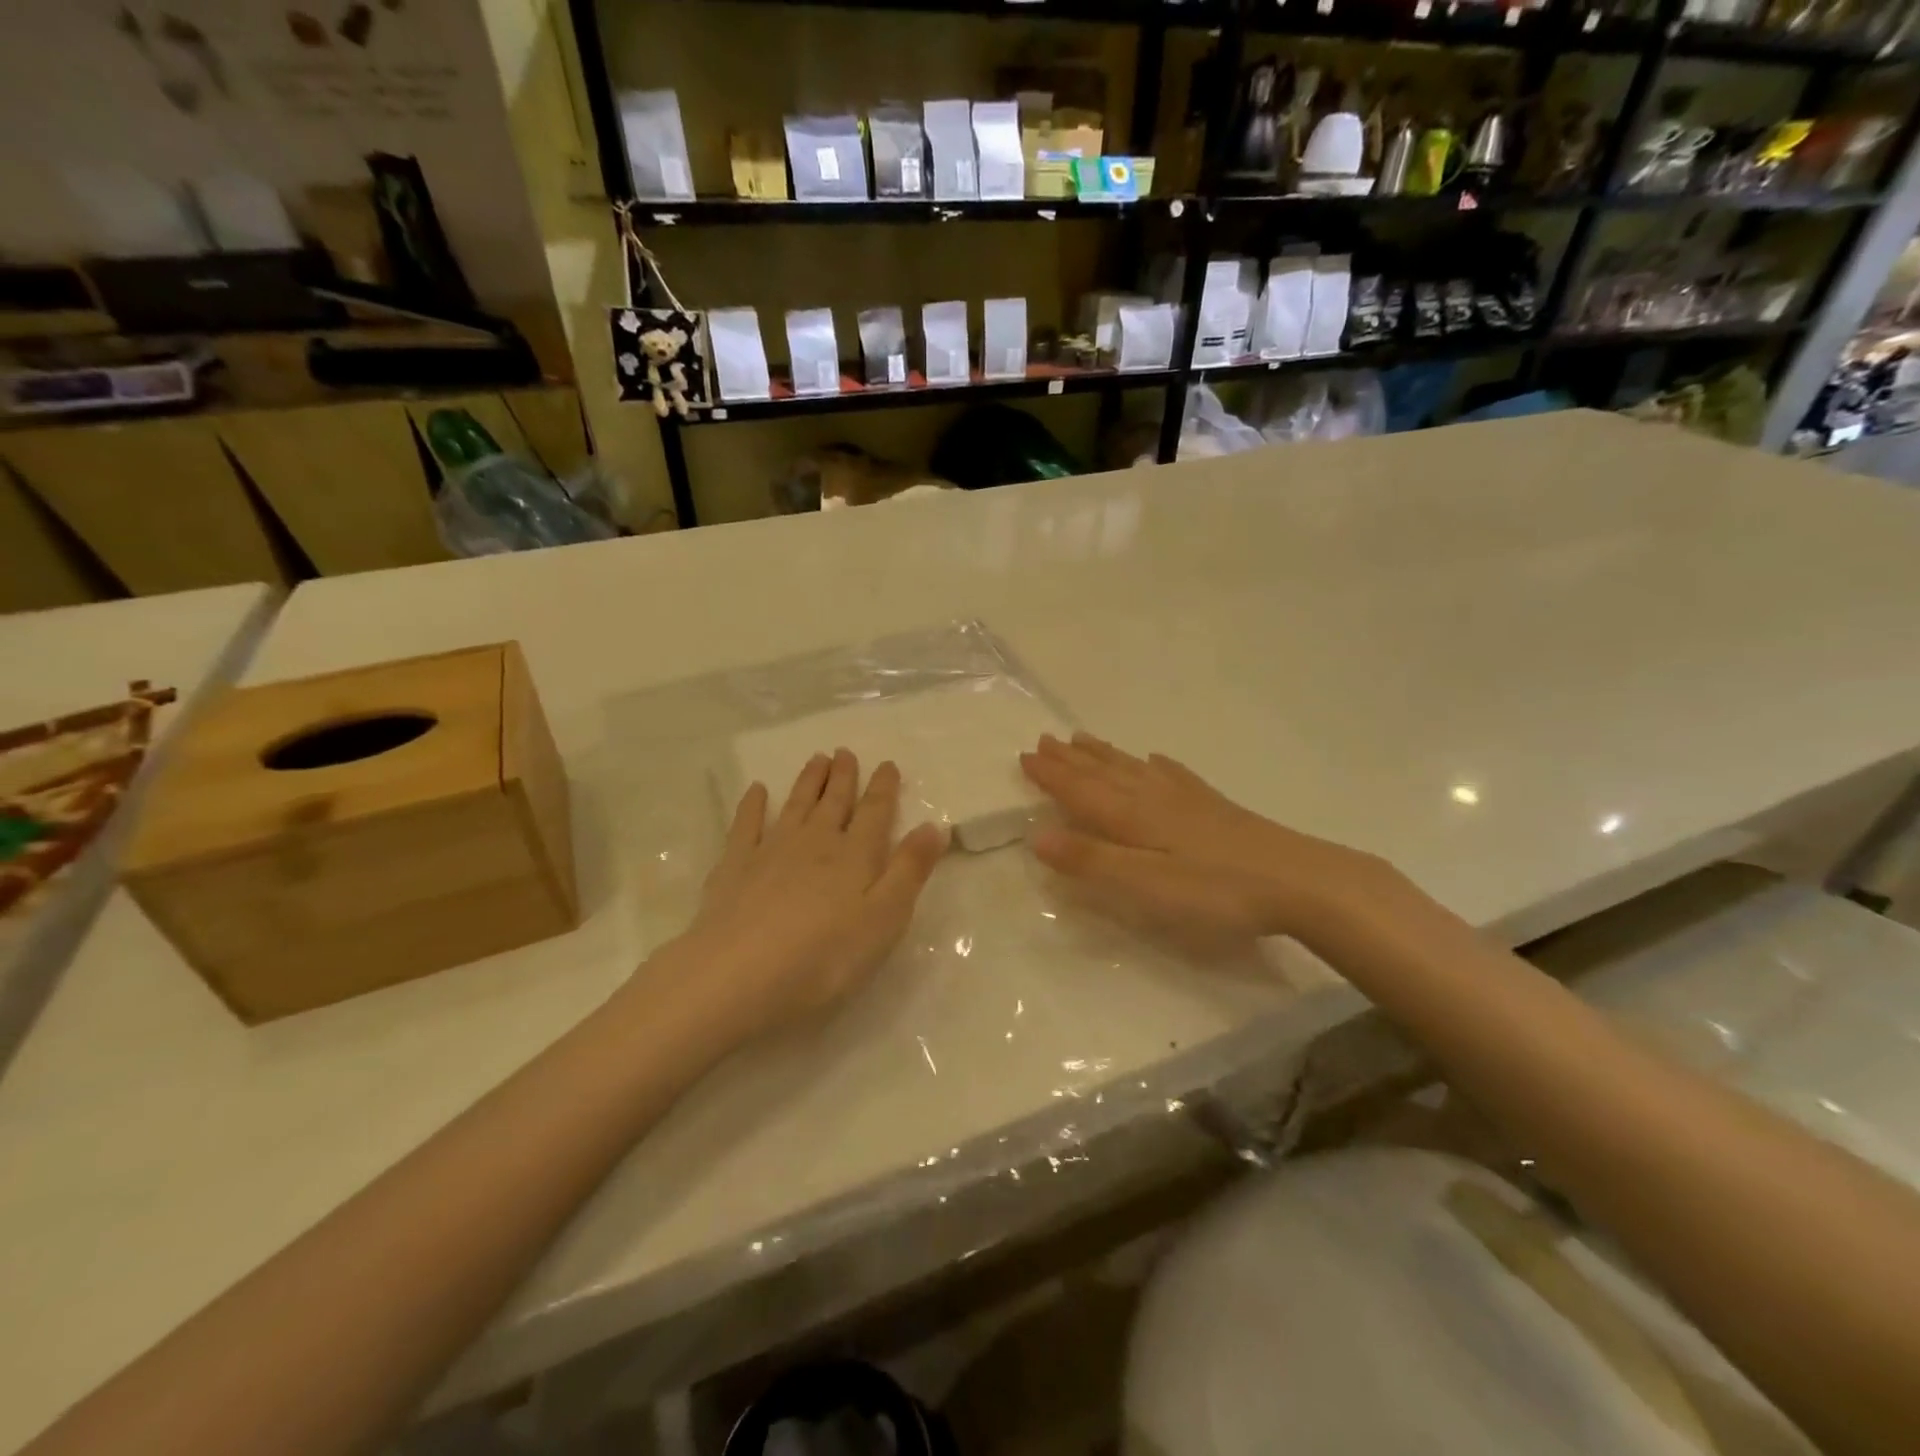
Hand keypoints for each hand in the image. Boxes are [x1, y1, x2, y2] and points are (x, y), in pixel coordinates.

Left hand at [639, 750, 947, 1051]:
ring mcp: (771, 850)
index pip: (875, 813)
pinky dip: (753, 805)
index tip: (888, 764)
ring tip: (817, 759)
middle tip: (845, 751)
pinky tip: (757, 790)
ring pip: (796, 805)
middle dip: (843, 777)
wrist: (740, 973)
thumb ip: (909, 870)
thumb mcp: (885, 919)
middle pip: (833, 803)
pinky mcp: (735, 866)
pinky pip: (746, 824)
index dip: (883, 788)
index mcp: (855, 856)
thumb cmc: (825, 956)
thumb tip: (935, 826)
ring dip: (808, 781)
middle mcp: (815, 842)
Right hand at [1019, 733, 1404, 949]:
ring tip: (1082, 740)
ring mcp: (1186, 798)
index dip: (1051, 775)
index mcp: (1132, 815)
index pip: (1080, 790)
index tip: (1024, 755)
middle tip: (1044, 739)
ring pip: (1132, 768)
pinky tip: (1154, 759)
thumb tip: (1036, 835)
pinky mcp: (1213, 806)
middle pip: (1103, 772)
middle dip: (1071, 759)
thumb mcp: (1145, 884)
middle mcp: (1153, 797)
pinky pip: (1171, 774)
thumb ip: (1091, 860)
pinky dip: (1153, 764)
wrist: (1298, 881)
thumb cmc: (1215, 890)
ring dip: (1103, 755)